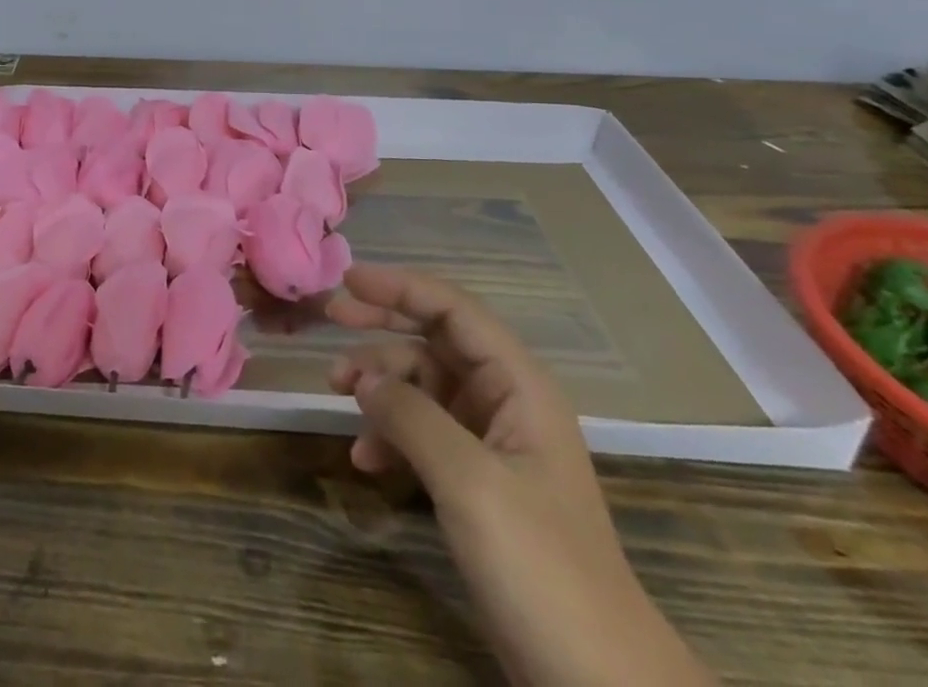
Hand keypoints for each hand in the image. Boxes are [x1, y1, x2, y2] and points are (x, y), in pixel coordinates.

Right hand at [328, 264, 714, 686]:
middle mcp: (505, 401)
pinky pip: (422, 432)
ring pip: (421, 384)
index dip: (400, 287)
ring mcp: (491, 442)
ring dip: (379, 384)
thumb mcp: (470, 483)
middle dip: (382, 326)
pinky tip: (364, 457)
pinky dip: (389, 434)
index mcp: (519, 385)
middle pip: (434, 338)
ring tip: (337, 395)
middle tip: (330, 318)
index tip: (348, 280)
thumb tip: (363, 379)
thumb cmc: (541, 567)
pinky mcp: (476, 481)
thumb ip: (411, 416)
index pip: (454, 310)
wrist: (597, 683)